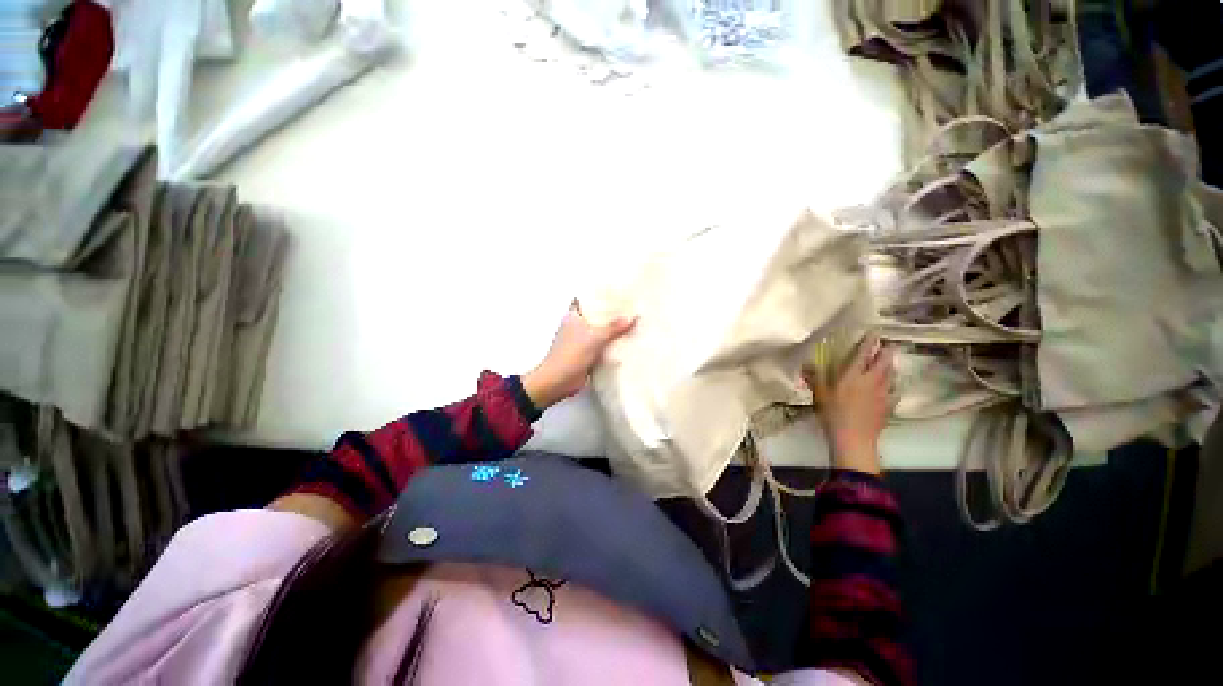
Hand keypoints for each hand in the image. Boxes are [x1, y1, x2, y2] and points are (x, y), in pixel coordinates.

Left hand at [523, 301, 635, 410]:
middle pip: (595, 315)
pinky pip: (601, 346)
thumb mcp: (595, 337)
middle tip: (629, 306)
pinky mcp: (586, 354)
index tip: (615, 291)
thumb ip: (614, 327)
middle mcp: (576, 326)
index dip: (598, 295)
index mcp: (573, 316)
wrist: (559, 380)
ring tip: (632, 322)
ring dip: (612, 330)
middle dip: (610, 313)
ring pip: (599, 331)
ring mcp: (581, 341)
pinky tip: (626, 342)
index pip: (585, 299)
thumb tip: (632, 317)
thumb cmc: (572, 353)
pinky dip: (611, 344)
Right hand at [802, 334, 892, 475]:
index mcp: (853, 375)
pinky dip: (894, 388)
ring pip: (892, 375)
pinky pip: (894, 393)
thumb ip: (814, 377)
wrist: (854, 439)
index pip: (864, 353)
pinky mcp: (888, 407)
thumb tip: (806, 363)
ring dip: (891, 367)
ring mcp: (883, 394)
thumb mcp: (819, 394)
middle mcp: (872, 381)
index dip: (869, 342)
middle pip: (885, 362)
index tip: (874, 332)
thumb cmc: (833, 413)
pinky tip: (892, 390)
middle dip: (887, 352)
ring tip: (889, 363)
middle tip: (887, 346)